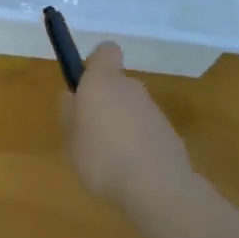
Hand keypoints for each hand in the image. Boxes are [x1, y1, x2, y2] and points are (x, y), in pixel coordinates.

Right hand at [60, 42, 193, 208]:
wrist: (156, 186)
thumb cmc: (102, 158)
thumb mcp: (71, 140)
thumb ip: (69, 115)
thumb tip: (71, 96)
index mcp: (102, 82)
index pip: (105, 51)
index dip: (96, 62)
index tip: (85, 84)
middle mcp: (130, 87)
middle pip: (116, 83)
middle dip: (104, 101)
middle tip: (89, 131)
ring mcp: (153, 109)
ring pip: (131, 107)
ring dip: (121, 123)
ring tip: (109, 157)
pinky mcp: (169, 131)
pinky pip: (145, 128)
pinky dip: (137, 141)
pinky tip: (130, 168)